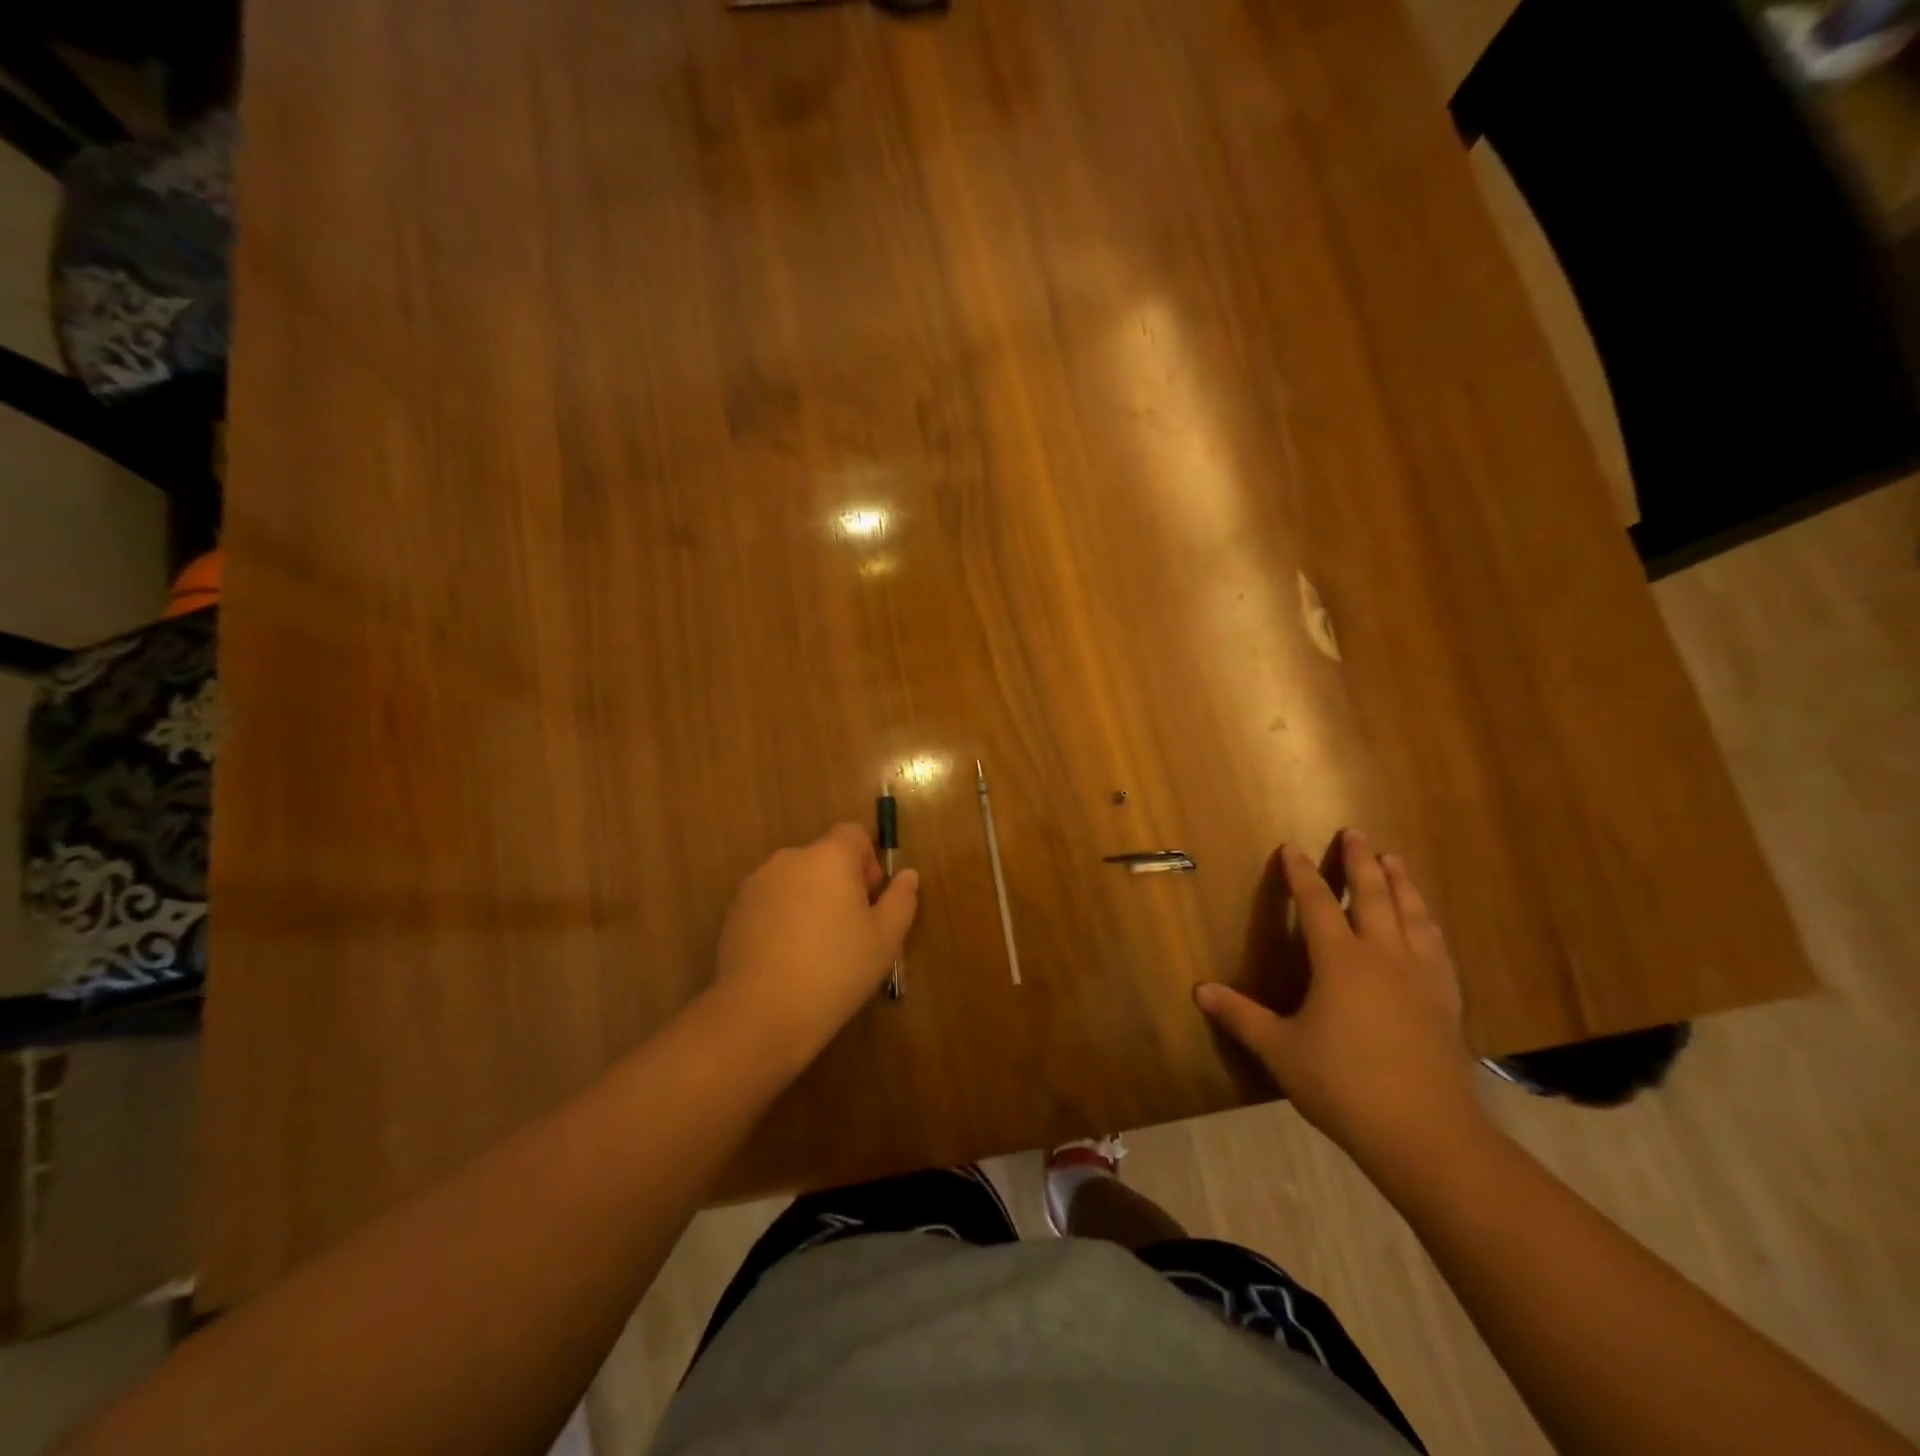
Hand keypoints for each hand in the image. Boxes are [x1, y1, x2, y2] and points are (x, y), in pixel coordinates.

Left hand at [712, 823, 918, 1073]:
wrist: (761, 1012)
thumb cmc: (835, 970)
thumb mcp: (885, 939)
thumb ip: (900, 899)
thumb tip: (907, 875)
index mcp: (829, 857)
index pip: (854, 834)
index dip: (868, 862)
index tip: (870, 901)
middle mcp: (790, 859)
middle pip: (824, 857)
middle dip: (840, 883)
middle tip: (849, 930)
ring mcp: (757, 884)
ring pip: (796, 880)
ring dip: (810, 900)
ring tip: (816, 949)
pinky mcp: (735, 911)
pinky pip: (771, 902)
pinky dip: (783, 918)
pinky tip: (787, 958)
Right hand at [1195, 830, 1480, 1173]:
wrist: (1426, 1133)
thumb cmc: (1343, 1084)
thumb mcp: (1280, 1050)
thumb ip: (1241, 1016)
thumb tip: (1200, 991)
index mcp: (1340, 961)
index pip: (1316, 904)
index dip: (1301, 874)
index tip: (1291, 848)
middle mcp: (1383, 956)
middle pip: (1373, 896)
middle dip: (1360, 862)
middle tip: (1356, 833)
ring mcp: (1421, 977)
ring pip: (1412, 915)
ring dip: (1401, 883)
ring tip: (1395, 861)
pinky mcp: (1446, 1001)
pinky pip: (1437, 947)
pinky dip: (1428, 924)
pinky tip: (1429, 924)